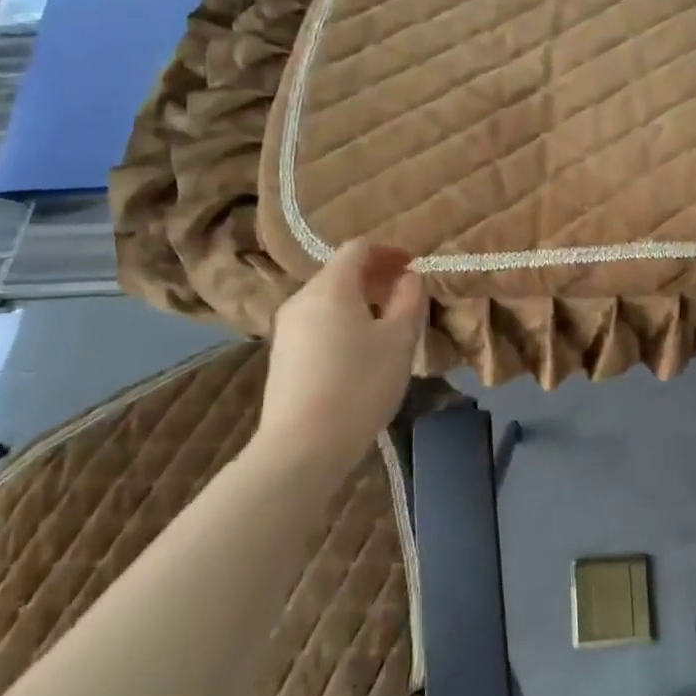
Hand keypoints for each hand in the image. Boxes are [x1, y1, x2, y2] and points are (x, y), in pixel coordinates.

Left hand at [249, 239, 426, 471]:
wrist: (302, 447)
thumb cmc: (359, 385)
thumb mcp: (399, 340)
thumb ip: (409, 300)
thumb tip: (409, 276)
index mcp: (330, 287)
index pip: (358, 248)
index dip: (389, 251)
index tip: (413, 266)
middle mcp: (301, 299)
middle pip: (340, 272)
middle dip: (376, 277)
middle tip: (406, 296)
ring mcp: (286, 329)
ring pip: (328, 299)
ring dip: (360, 301)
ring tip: (387, 325)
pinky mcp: (282, 356)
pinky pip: (317, 323)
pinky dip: (342, 321)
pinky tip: (360, 352)